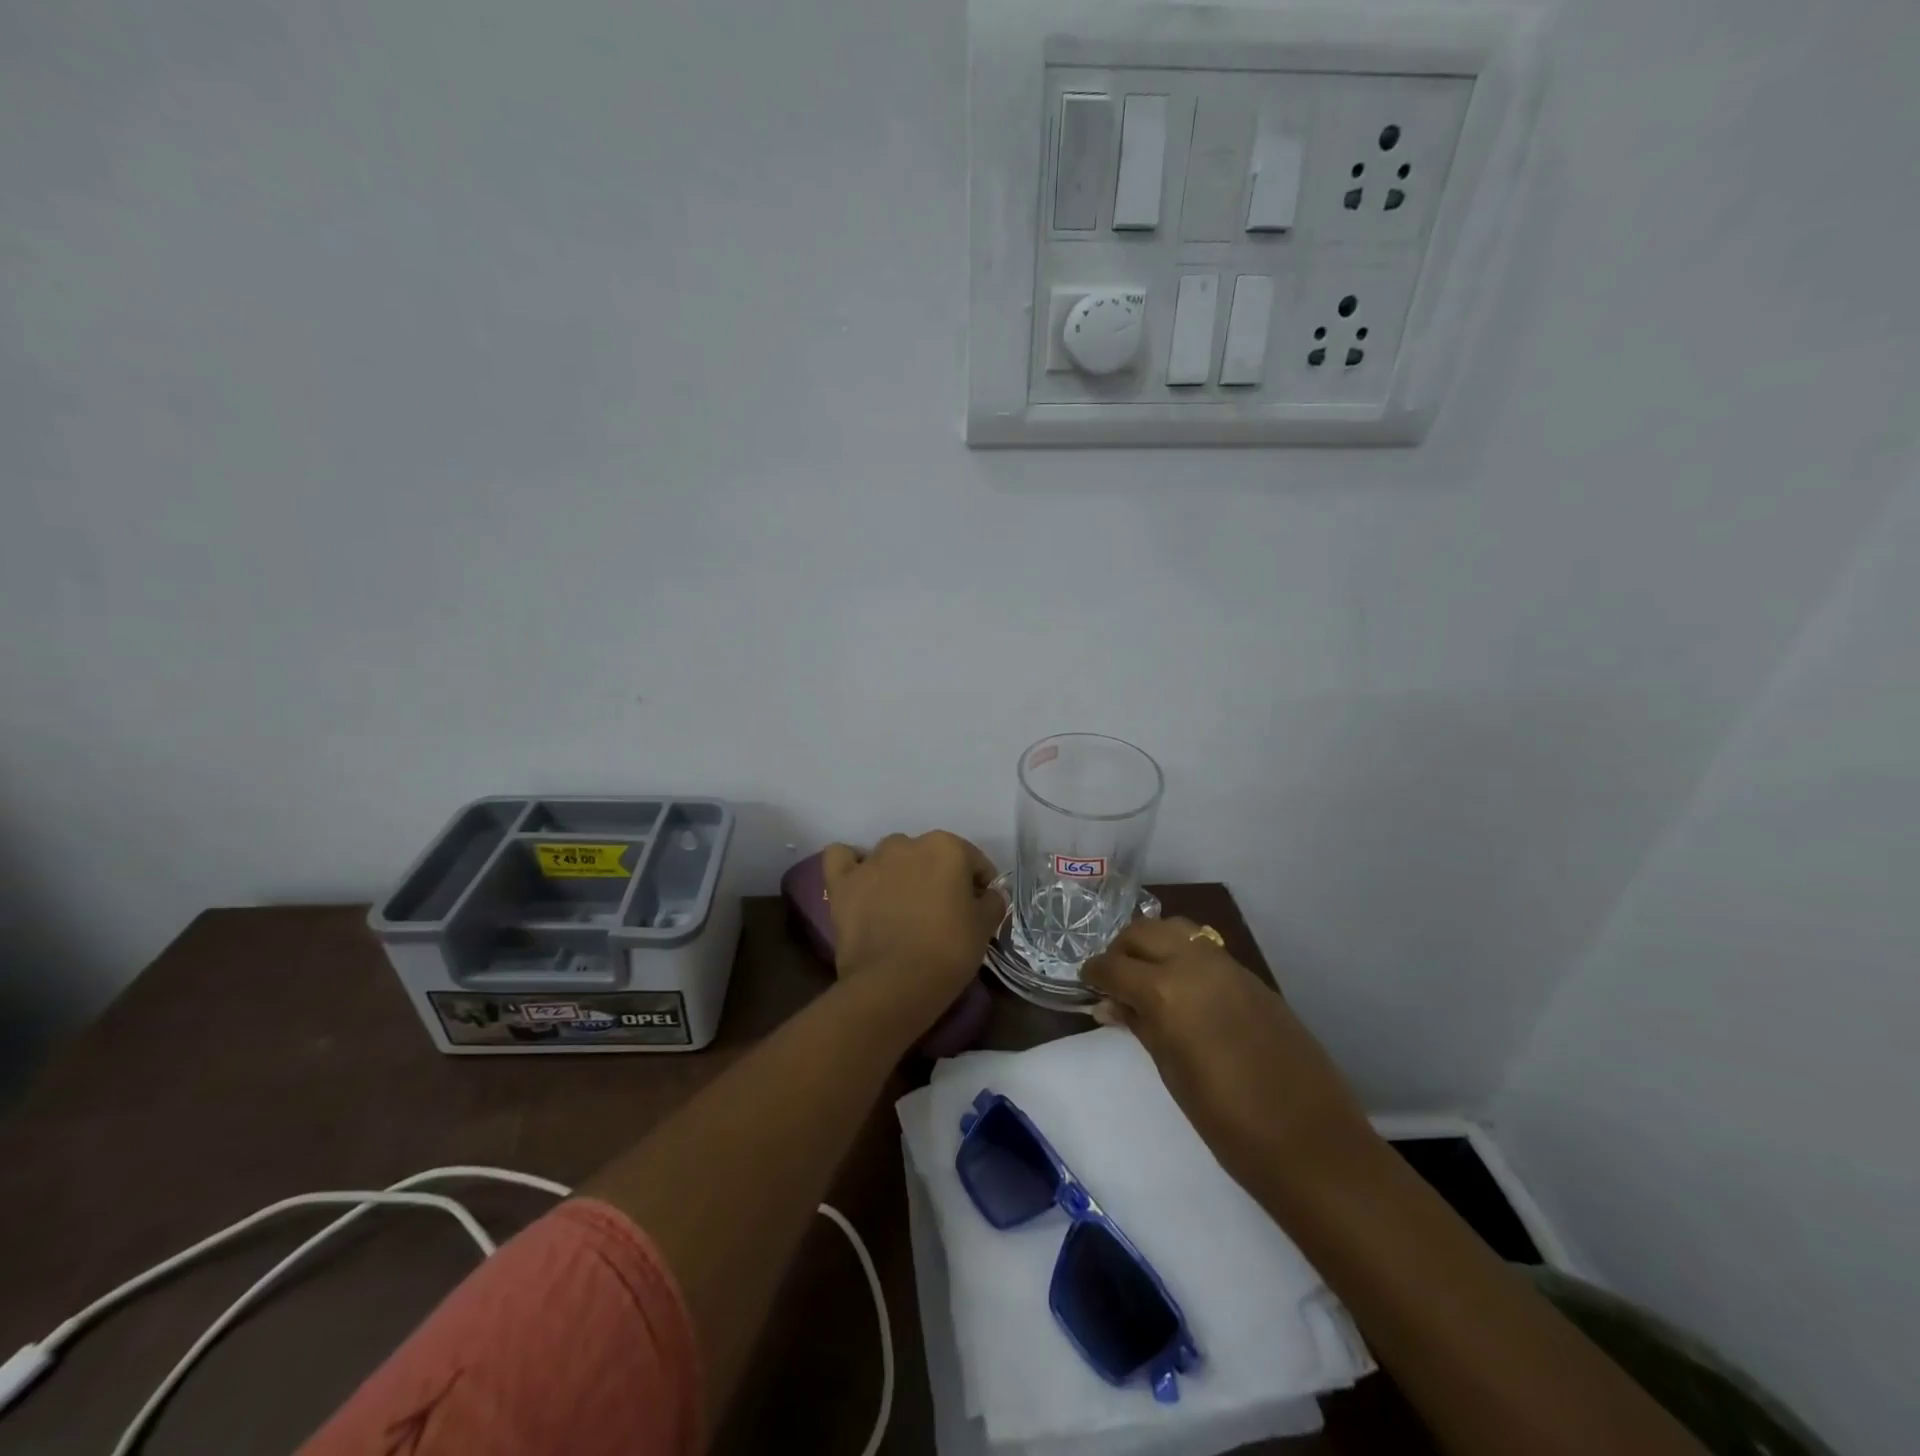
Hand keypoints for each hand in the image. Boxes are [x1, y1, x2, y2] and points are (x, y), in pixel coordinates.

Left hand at [821, 831, 1004, 1023]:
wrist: (894, 984)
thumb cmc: (948, 951)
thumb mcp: (985, 927)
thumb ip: (992, 901)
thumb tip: (988, 894)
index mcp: (947, 847)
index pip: (973, 862)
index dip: (980, 886)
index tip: (980, 910)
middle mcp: (908, 844)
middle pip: (930, 856)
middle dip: (937, 877)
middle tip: (941, 912)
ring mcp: (871, 861)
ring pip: (890, 856)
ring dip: (899, 872)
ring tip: (902, 906)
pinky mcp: (842, 883)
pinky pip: (842, 859)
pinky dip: (851, 865)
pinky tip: (861, 882)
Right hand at [1084, 917, 1373, 1192]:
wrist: (1310, 1142)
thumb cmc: (1227, 1121)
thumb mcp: (1171, 1072)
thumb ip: (1139, 1025)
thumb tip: (1109, 1004)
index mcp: (1166, 991)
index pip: (1114, 965)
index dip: (1094, 973)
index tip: (1087, 984)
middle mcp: (1194, 964)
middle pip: (1143, 931)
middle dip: (1121, 950)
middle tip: (1115, 980)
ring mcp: (1228, 966)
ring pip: (1177, 929)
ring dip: (1154, 944)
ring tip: (1148, 978)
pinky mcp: (1252, 977)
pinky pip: (1206, 949)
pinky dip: (1184, 955)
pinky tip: (1185, 990)